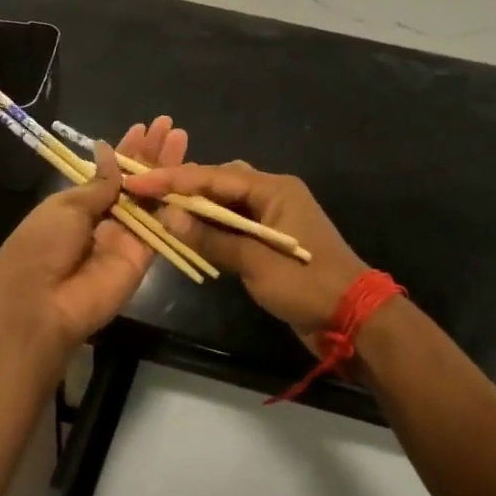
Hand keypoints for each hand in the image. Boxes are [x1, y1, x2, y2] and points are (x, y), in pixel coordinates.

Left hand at [0, 117, 190, 361]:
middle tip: (170, 127)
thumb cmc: (41, 246)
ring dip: (167, 171)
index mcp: (78, 204)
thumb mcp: (65, 206)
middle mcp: (105, 219)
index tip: (144, 128)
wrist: (41, 304)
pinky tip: (185, 177)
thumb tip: (109, 151)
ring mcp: (125, 238)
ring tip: (182, 140)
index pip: (109, 173)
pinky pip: (160, 228)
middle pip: (135, 183)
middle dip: (152, 154)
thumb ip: (98, 183)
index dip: (127, 151)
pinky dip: (171, 203)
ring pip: (151, 200)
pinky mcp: (143, 258)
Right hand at [124, 162, 365, 350]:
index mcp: (275, 189)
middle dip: (184, 188)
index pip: (215, 177)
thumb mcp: (256, 262)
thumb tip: (169, 216)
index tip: (140, 182)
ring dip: (197, 209)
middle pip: (221, 182)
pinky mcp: (272, 240)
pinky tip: (189, 234)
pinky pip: (236, 225)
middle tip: (147, 194)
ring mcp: (275, 217)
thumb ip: (212, 238)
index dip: (175, 179)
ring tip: (160, 211)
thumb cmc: (308, 284)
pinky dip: (212, 228)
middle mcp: (274, 194)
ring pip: (227, 203)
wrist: (354, 318)